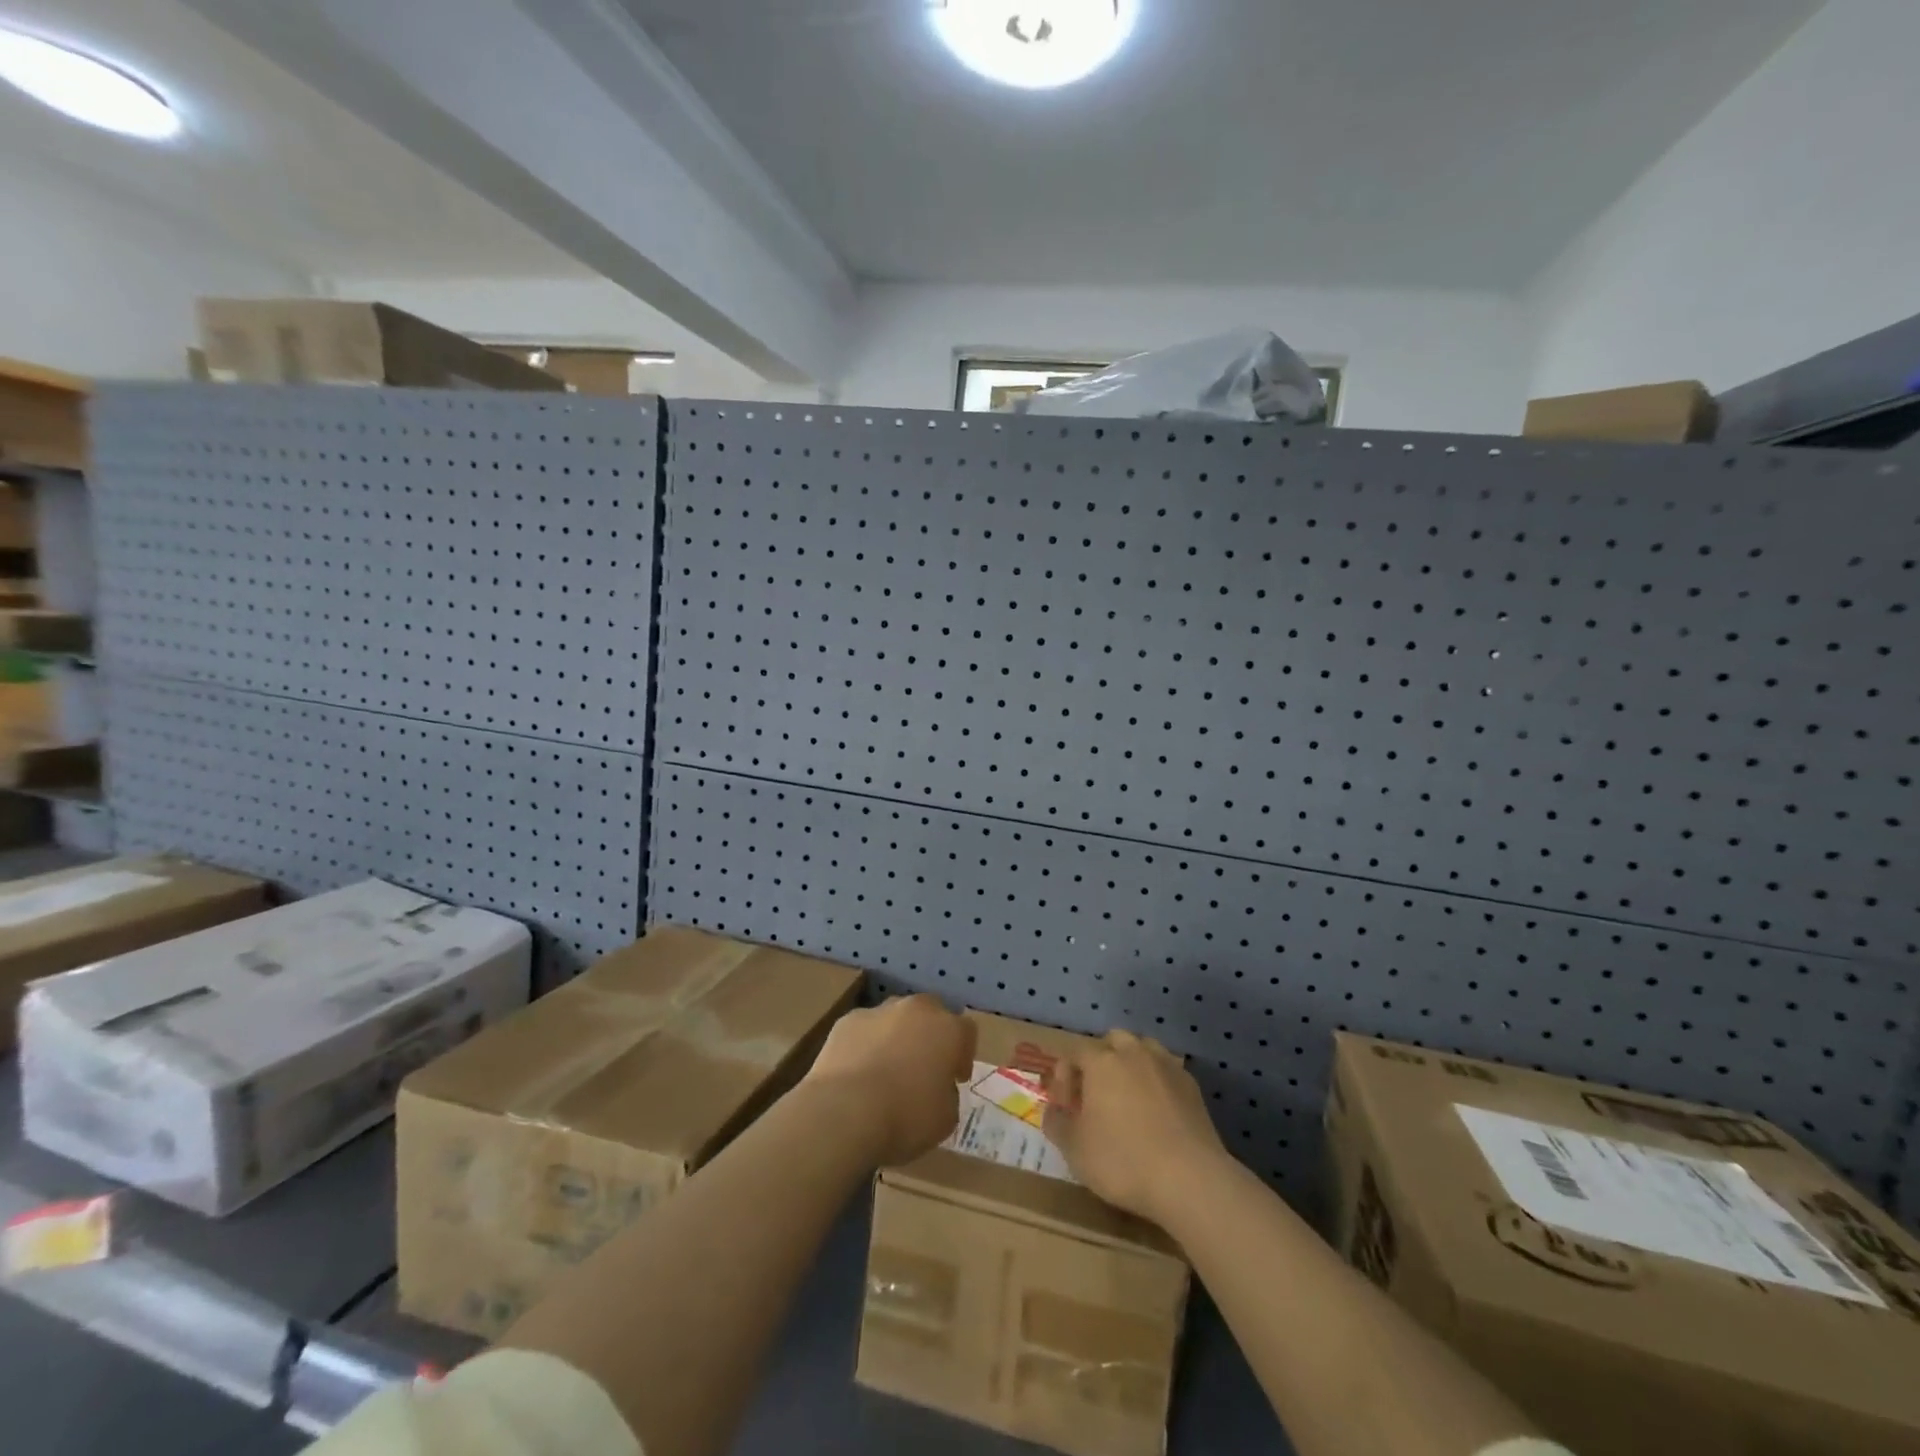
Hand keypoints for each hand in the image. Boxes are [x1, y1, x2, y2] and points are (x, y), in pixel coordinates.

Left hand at [804, 995, 976, 1166]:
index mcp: (948, 1030)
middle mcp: (917, 1010)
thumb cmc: (905, 1117)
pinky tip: (858, 1072)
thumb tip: (939, 1087)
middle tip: (923, 1066)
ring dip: (897, 1036)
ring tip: (886, 1069)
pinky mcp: (847, 1020)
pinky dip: (865, 1044)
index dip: (963, 1054)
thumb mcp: (945, 1119)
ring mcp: (879, 1011)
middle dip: (930, 1035)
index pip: (966, 1030)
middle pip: (931, 1012)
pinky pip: (864, 1029)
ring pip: (895, 1017)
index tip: (956, 1077)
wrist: (844, 1111)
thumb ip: (948, 1095)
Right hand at [1043, 1030, 1228, 1225]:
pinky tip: (1156, 1113)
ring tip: (1127, 1099)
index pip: (1074, 1053)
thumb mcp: (1074, 1150)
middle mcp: (1133, 1052)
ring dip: (1130, 1066)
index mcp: (1101, 1061)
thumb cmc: (1123, 1160)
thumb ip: (1057, 1124)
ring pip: (1143, 1050)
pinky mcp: (1191, 1086)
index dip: (1065, 1077)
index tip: (1065, 1107)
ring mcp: (1166, 1066)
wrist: (1190, 1179)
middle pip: (1112, 1041)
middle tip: (1096, 1095)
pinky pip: (1165, 1072)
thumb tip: (1053, 1111)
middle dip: (1100, 1062)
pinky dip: (1156, 1083)